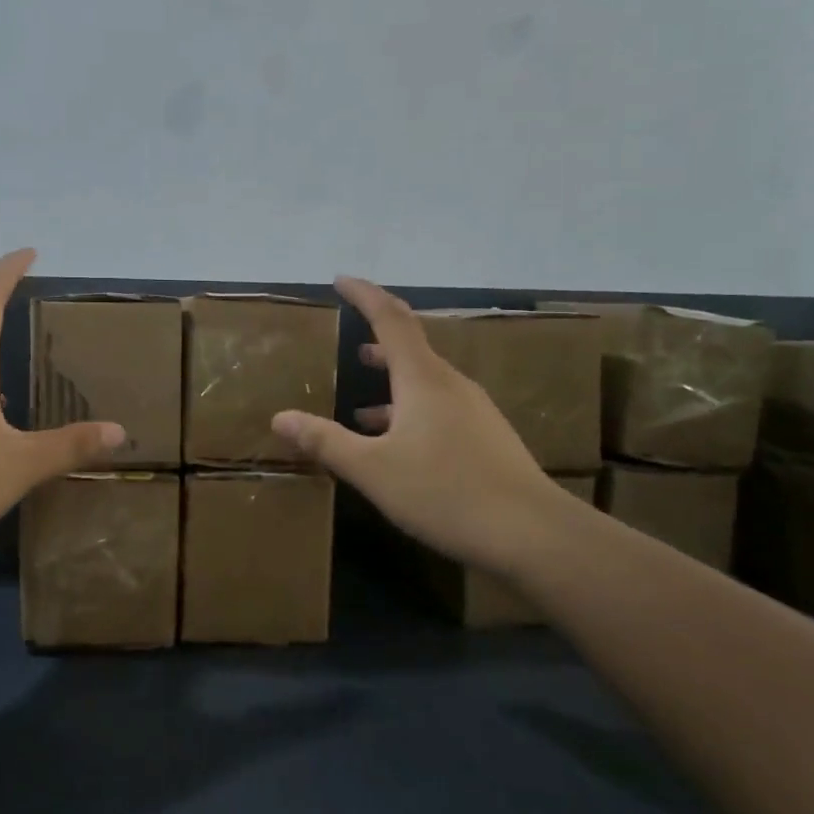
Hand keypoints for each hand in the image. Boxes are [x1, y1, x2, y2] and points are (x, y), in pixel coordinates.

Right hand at [271, 277, 586, 575]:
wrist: (533, 534)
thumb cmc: (445, 492)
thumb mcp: (373, 470)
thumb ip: (325, 441)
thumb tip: (279, 417)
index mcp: (423, 379)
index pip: (390, 318)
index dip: (364, 295)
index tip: (340, 280)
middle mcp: (451, 385)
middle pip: (411, 347)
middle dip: (378, 340)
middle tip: (350, 339)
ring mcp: (473, 411)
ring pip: (425, 383)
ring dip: (392, 383)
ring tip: (361, 406)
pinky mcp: (486, 438)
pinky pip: (439, 408)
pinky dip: (410, 412)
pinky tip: (397, 445)